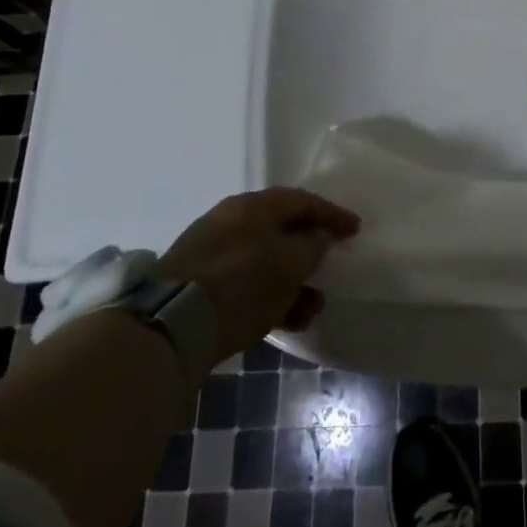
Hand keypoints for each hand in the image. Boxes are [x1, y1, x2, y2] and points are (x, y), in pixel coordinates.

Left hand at [157, 187, 360, 363]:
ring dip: (293, 284)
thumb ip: (313, 246)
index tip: (355, 230)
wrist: (171, 325)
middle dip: (310, 255)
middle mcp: (232, 221)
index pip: (303, 200)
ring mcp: (212, 253)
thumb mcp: (290, 263)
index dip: (332, 214)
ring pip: (265, 262)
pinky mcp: (200, 285)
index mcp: (254, 206)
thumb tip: (319, 236)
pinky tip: (284, 322)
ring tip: (310, 310)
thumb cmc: (242, 283)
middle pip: (282, 231)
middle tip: (330, 271)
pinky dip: (269, 297)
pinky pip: (246, 284)